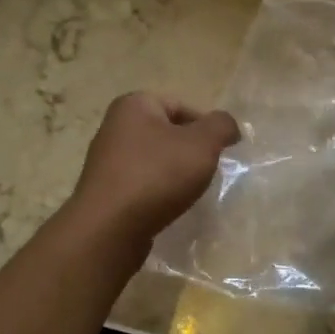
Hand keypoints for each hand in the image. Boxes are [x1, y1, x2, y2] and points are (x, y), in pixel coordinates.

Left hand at [66, 92, 240, 249]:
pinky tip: (169, 207)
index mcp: (134, 105)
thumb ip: (221, 126)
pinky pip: (142, 183)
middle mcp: (115, 126)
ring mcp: (107, 160)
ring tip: (190, 192)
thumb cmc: (157, 175)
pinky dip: (158, 192)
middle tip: (208, 171)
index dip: (206, 127)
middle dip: (191, 151)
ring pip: (155, 160)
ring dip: (175, 173)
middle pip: (167, 133)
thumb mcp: (202, 144)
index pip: (181, 105)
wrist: (110, 228)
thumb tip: (228, 126)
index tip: (221, 151)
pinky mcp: (106, 190)